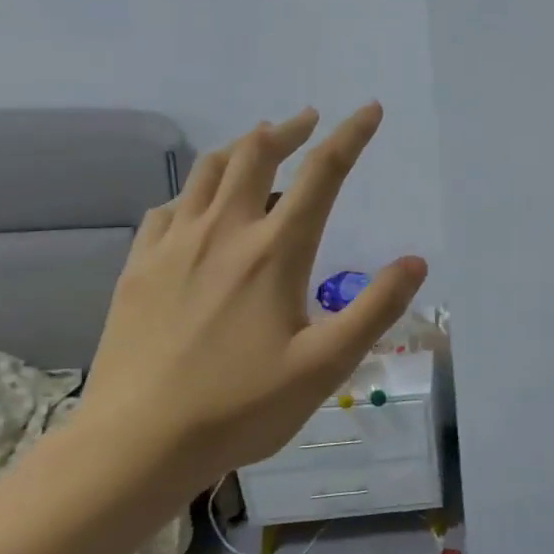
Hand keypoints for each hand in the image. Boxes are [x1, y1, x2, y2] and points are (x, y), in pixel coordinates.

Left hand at [82, 104, 425, 485]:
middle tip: (309, 119)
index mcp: (274, 251)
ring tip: (261, 144)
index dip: (351, 136)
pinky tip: (200, 205)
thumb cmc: (242, 406)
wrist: (136, 444)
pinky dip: (195, 190)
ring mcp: (173, 246)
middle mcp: (223, 233)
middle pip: (255, 154)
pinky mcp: (139, 267)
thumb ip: (375, 308)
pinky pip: (169, 207)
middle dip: (288, 129)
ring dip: (241, 148)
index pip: (321, 174)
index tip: (370, 110)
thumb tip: (416, 261)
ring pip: (207, 171)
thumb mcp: (327, 364)